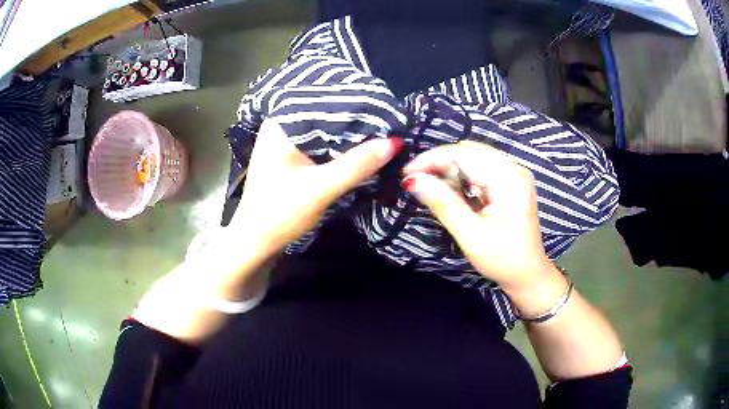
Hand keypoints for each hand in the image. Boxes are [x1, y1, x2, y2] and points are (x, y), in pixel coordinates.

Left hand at [230, 119, 402, 256]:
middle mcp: (283, 126)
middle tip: (391, 121)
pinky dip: (341, 148)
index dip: (358, 104)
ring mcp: (286, 143)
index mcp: (282, 124)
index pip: (327, 102)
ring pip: (326, 131)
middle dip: (357, 120)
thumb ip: (357, 164)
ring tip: (383, 132)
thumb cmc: (280, 214)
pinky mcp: (291, 158)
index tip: (388, 110)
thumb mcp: (321, 189)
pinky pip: (321, 145)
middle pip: (327, 115)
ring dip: (351, 135)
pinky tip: (362, 149)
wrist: (255, 243)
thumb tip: (395, 141)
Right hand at [402, 141, 557, 294]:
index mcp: (509, 179)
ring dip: (448, 168)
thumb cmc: (502, 259)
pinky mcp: (509, 183)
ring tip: (429, 184)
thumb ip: (443, 203)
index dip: (432, 159)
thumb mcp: (470, 234)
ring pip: (472, 158)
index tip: (406, 174)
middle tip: (415, 180)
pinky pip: (479, 169)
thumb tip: (412, 180)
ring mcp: (512, 174)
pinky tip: (449, 189)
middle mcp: (513, 169)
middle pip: (469, 151)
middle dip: (439, 162)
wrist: (528, 275)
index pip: (464, 154)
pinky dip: (460, 175)